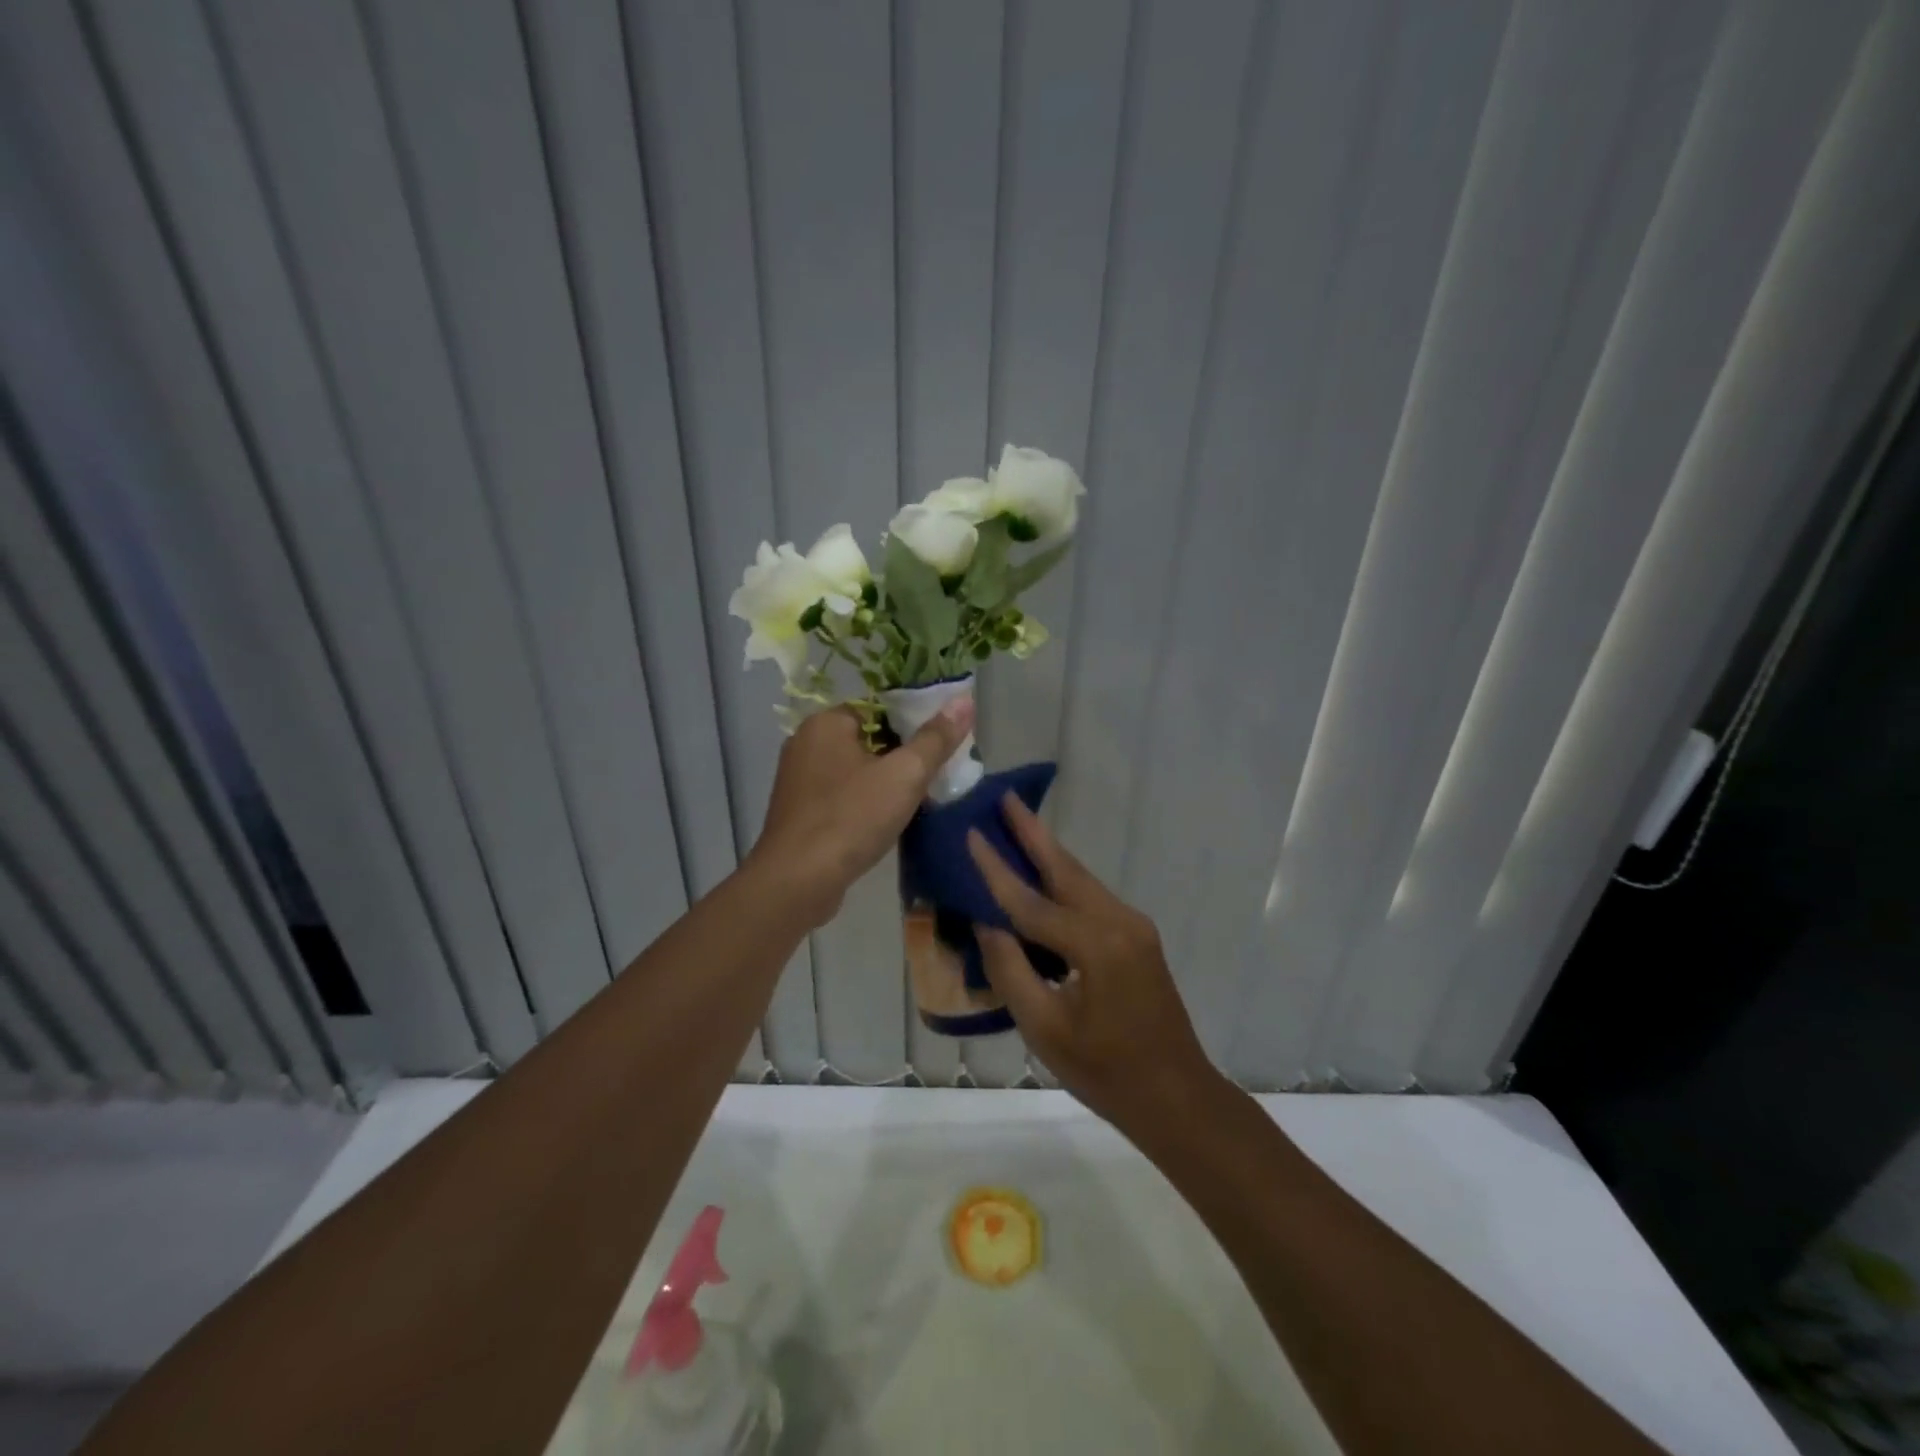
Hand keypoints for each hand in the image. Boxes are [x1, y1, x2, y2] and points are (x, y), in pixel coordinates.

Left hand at [749, 701, 973, 927]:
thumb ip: (935, 738)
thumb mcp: (904, 775)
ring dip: (884, 783)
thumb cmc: (851, 818)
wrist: (797, 882)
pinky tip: (886, 822)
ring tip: (918, 799)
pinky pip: (841, 796)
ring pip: (855, 770)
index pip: (878, 708)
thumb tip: (964, 700)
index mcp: (826, 723)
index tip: (940, 745)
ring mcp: (798, 780)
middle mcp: (806, 743)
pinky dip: (864, 804)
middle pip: (868, 739)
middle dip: (901, 756)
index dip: (913, 723)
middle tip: (935, 775)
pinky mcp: (799, 813)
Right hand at [966, 797, 1221, 1132]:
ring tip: (1017, 824)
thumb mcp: (1045, 1029)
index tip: (971, 832)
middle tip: (1005, 798)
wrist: (1178, 1097)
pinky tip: (1042, 877)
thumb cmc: (1107, 1072)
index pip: (1031, 901)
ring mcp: (1133, 927)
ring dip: (1048, 853)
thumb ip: (1011, 971)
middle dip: (1033, 833)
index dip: (996, 869)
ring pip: (1081, 880)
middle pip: (1066, 869)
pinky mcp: (1137, 938)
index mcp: (1096, 945)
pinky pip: (1092, 899)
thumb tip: (987, 923)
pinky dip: (1063, 881)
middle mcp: (1119, 922)